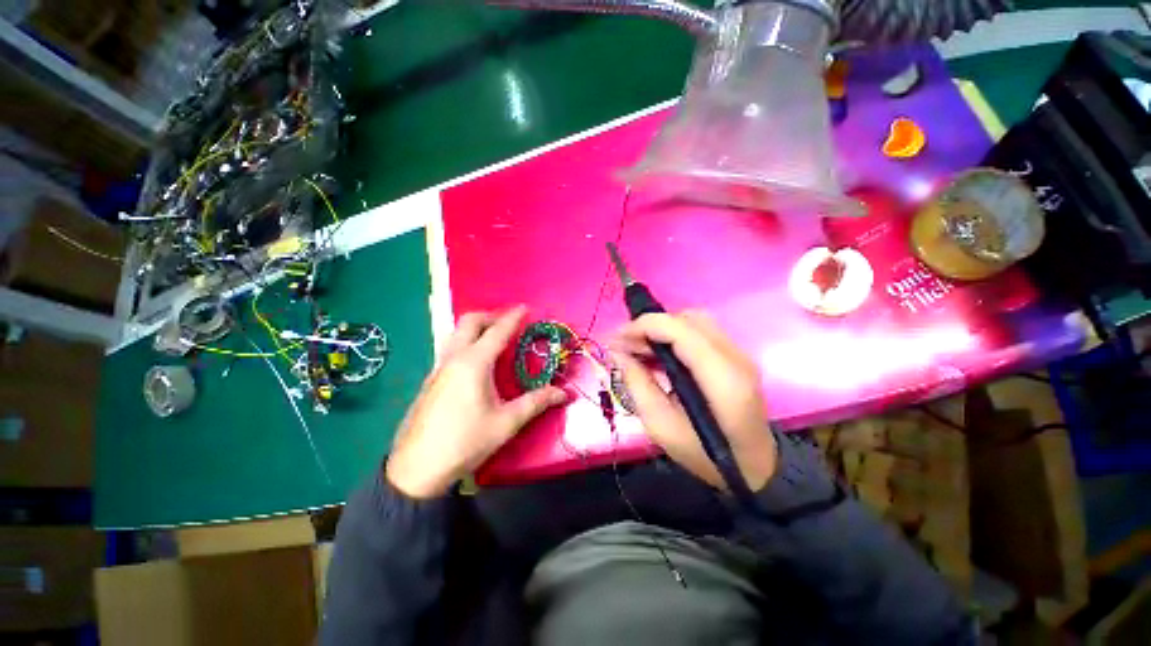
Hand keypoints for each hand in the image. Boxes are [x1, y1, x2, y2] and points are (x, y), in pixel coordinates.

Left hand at [386, 306, 566, 498]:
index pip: (498, 331)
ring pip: (456, 332)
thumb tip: (563, 393)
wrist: (416, 468)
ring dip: (476, 327)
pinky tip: (476, 361)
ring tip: (494, 337)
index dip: (513, 317)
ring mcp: (439, 367)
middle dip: (491, 316)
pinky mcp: (431, 379)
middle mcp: (454, 358)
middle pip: (470, 321)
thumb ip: (536, 403)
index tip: (526, 307)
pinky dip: (467, 340)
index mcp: (474, 363)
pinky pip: (451, 347)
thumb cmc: (465, 442)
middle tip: (510, 323)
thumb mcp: (506, 423)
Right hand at [610, 311, 776, 490]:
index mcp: (721, 377)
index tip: (616, 339)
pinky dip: (674, 336)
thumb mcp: (661, 427)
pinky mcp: (735, 357)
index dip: (643, 326)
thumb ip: (637, 384)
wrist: (753, 469)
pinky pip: (700, 332)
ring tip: (637, 348)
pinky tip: (657, 354)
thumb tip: (617, 352)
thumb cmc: (705, 456)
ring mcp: (739, 354)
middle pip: (687, 319)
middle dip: (650, 326)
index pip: (679, 329)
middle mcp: (735, 356)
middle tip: (625, 345)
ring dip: (662, 329)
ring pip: (694, 321)